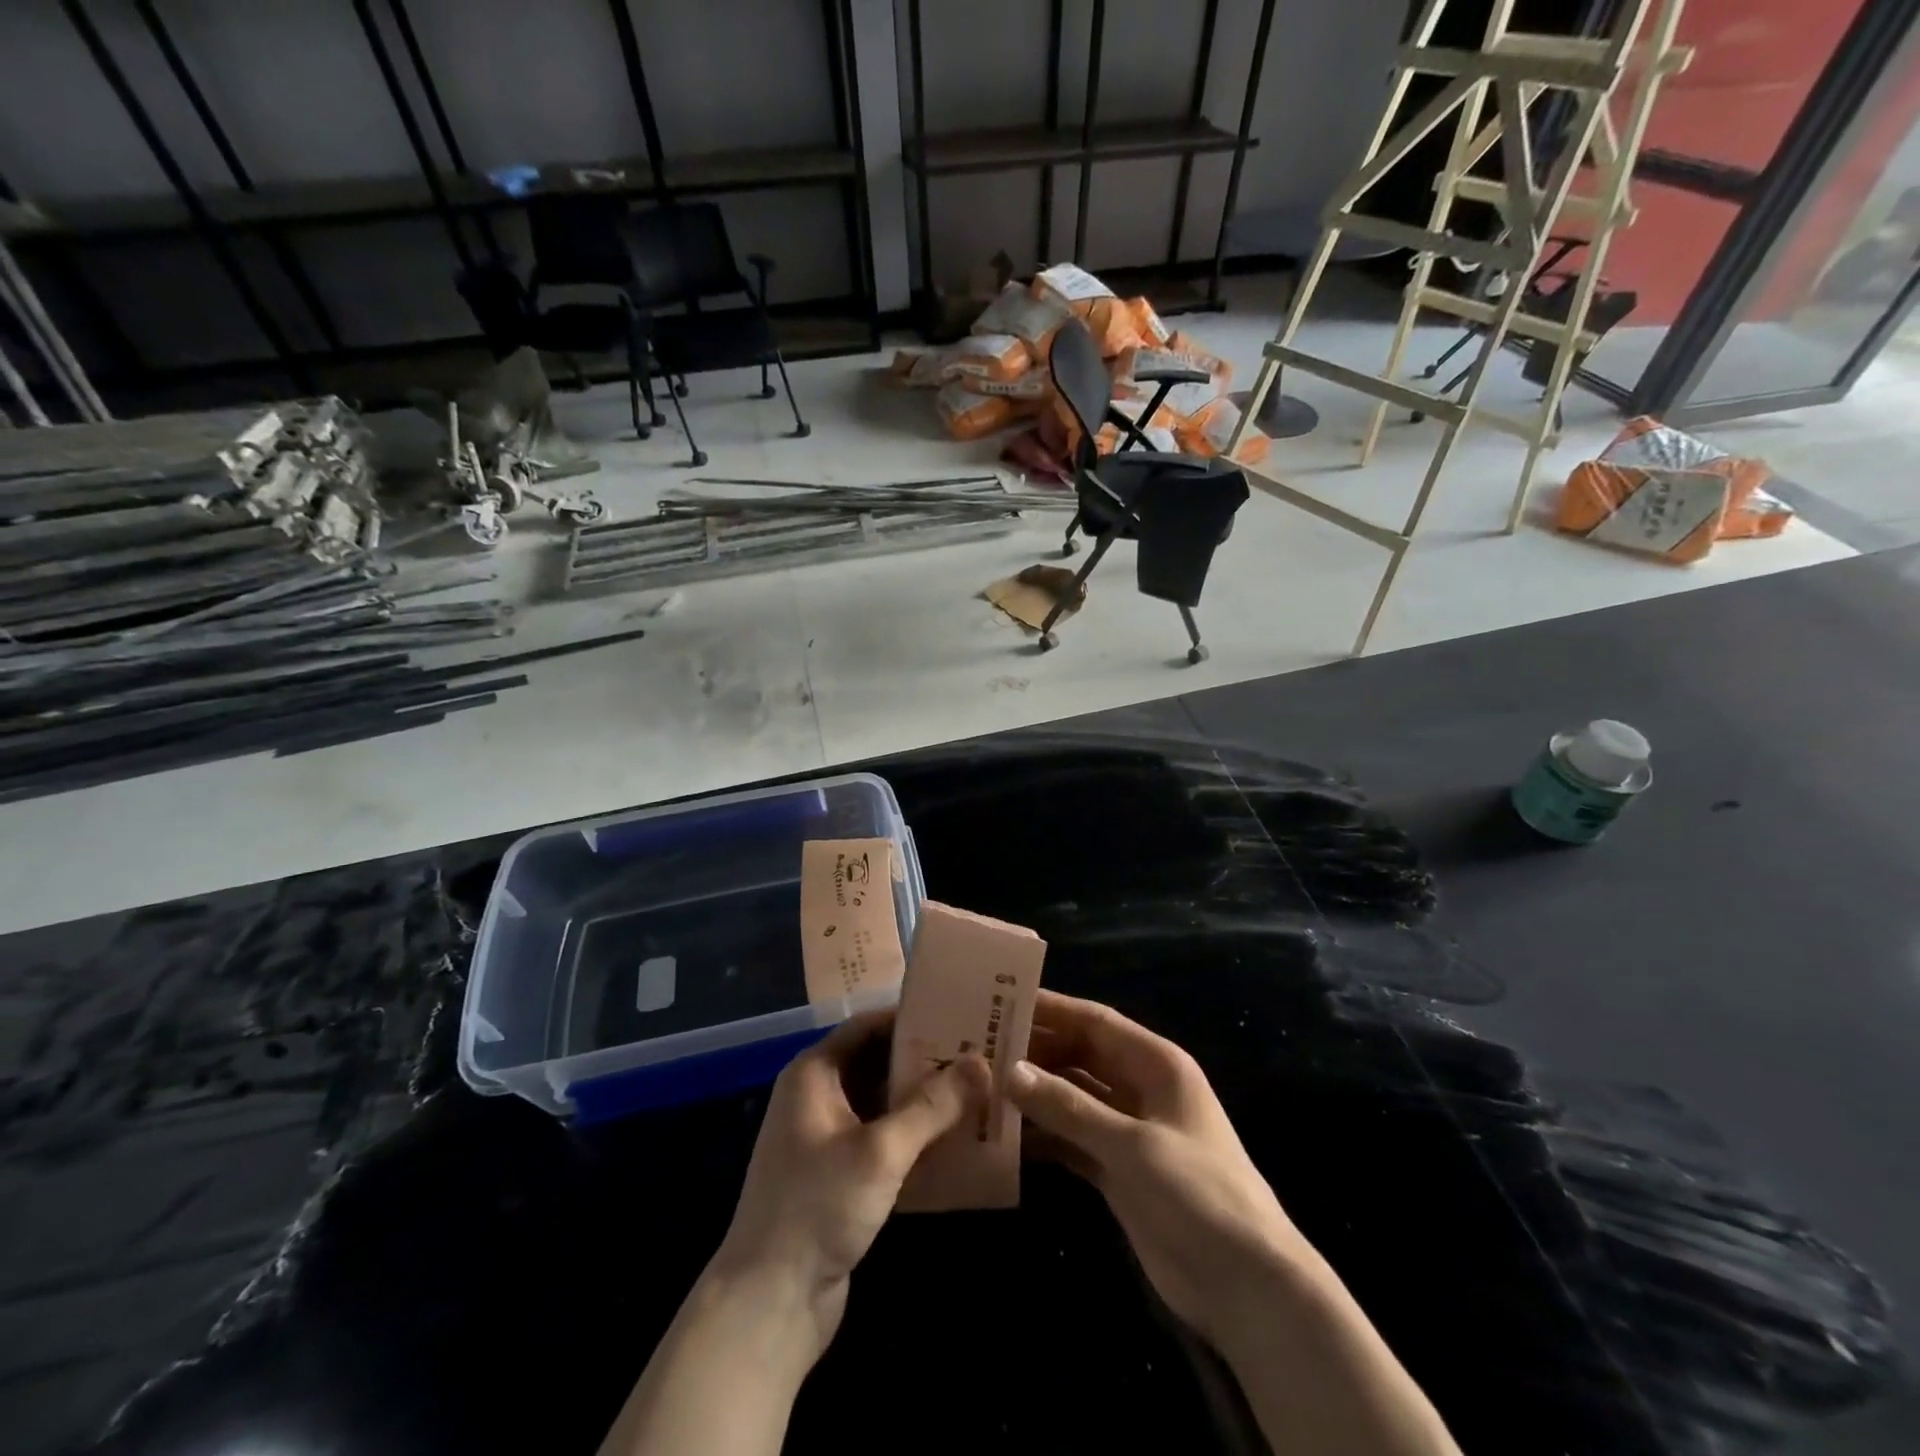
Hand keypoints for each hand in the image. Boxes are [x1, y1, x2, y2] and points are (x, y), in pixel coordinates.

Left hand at [711, 1011, 989, 1358]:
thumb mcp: (880, 1151)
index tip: (960, 1016)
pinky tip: (956, 1140)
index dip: (912, 1018)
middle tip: (979, 1056)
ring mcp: (826, 1137)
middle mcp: (817, 1096)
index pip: (868, 1026)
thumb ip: (932, 1106)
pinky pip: (882, 1139)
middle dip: (926, 1061)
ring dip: (924, 1101)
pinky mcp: (839, 1175)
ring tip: (978, 1092)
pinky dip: (913, 1136)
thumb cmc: (818, 1207)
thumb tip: (981, 1062)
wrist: (769, 1304)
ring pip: (883, 1103)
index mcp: (814, 1073)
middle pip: (878, 1062)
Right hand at [1007, 990, 1312, 1354]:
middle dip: (1035, 1052)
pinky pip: (1072, 1139)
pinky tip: (1004, 1136)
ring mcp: (1129, 1131)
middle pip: (1080, 1057)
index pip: (1095, 1022)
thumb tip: (1011, 1071)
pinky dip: (1043, 1137)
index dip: (1052, 1009)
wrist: (1248, 1287)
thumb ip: (1070, 1108)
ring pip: (1072, 1098)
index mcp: (1156, 1064)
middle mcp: (1140, 1088)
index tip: (1002, 1000)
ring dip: (1034, 1095)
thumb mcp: (1133, 1146)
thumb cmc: (1198, 1194)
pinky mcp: (1118, 1170)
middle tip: (980, 1046)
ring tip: (981, 1087)